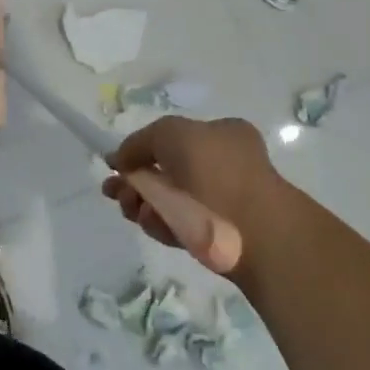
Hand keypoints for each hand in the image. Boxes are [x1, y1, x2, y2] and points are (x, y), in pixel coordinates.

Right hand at [100, 117, 291, 257]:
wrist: (256, 233)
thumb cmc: (214, 171)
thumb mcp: (168, 133)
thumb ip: (138, 142)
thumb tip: (119, 160)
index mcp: (223, 135)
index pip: (174, 138)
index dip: (142, 150)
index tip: (118, 165)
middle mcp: (224, 165)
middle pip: (165, 171)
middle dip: (135, 181)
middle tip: (113, 191)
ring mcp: (223, 202)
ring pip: (169, 200)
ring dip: (142, 203)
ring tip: (129, 209)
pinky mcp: (218, 236)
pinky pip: (179, 225)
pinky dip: (161, 224)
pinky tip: (152, 223)